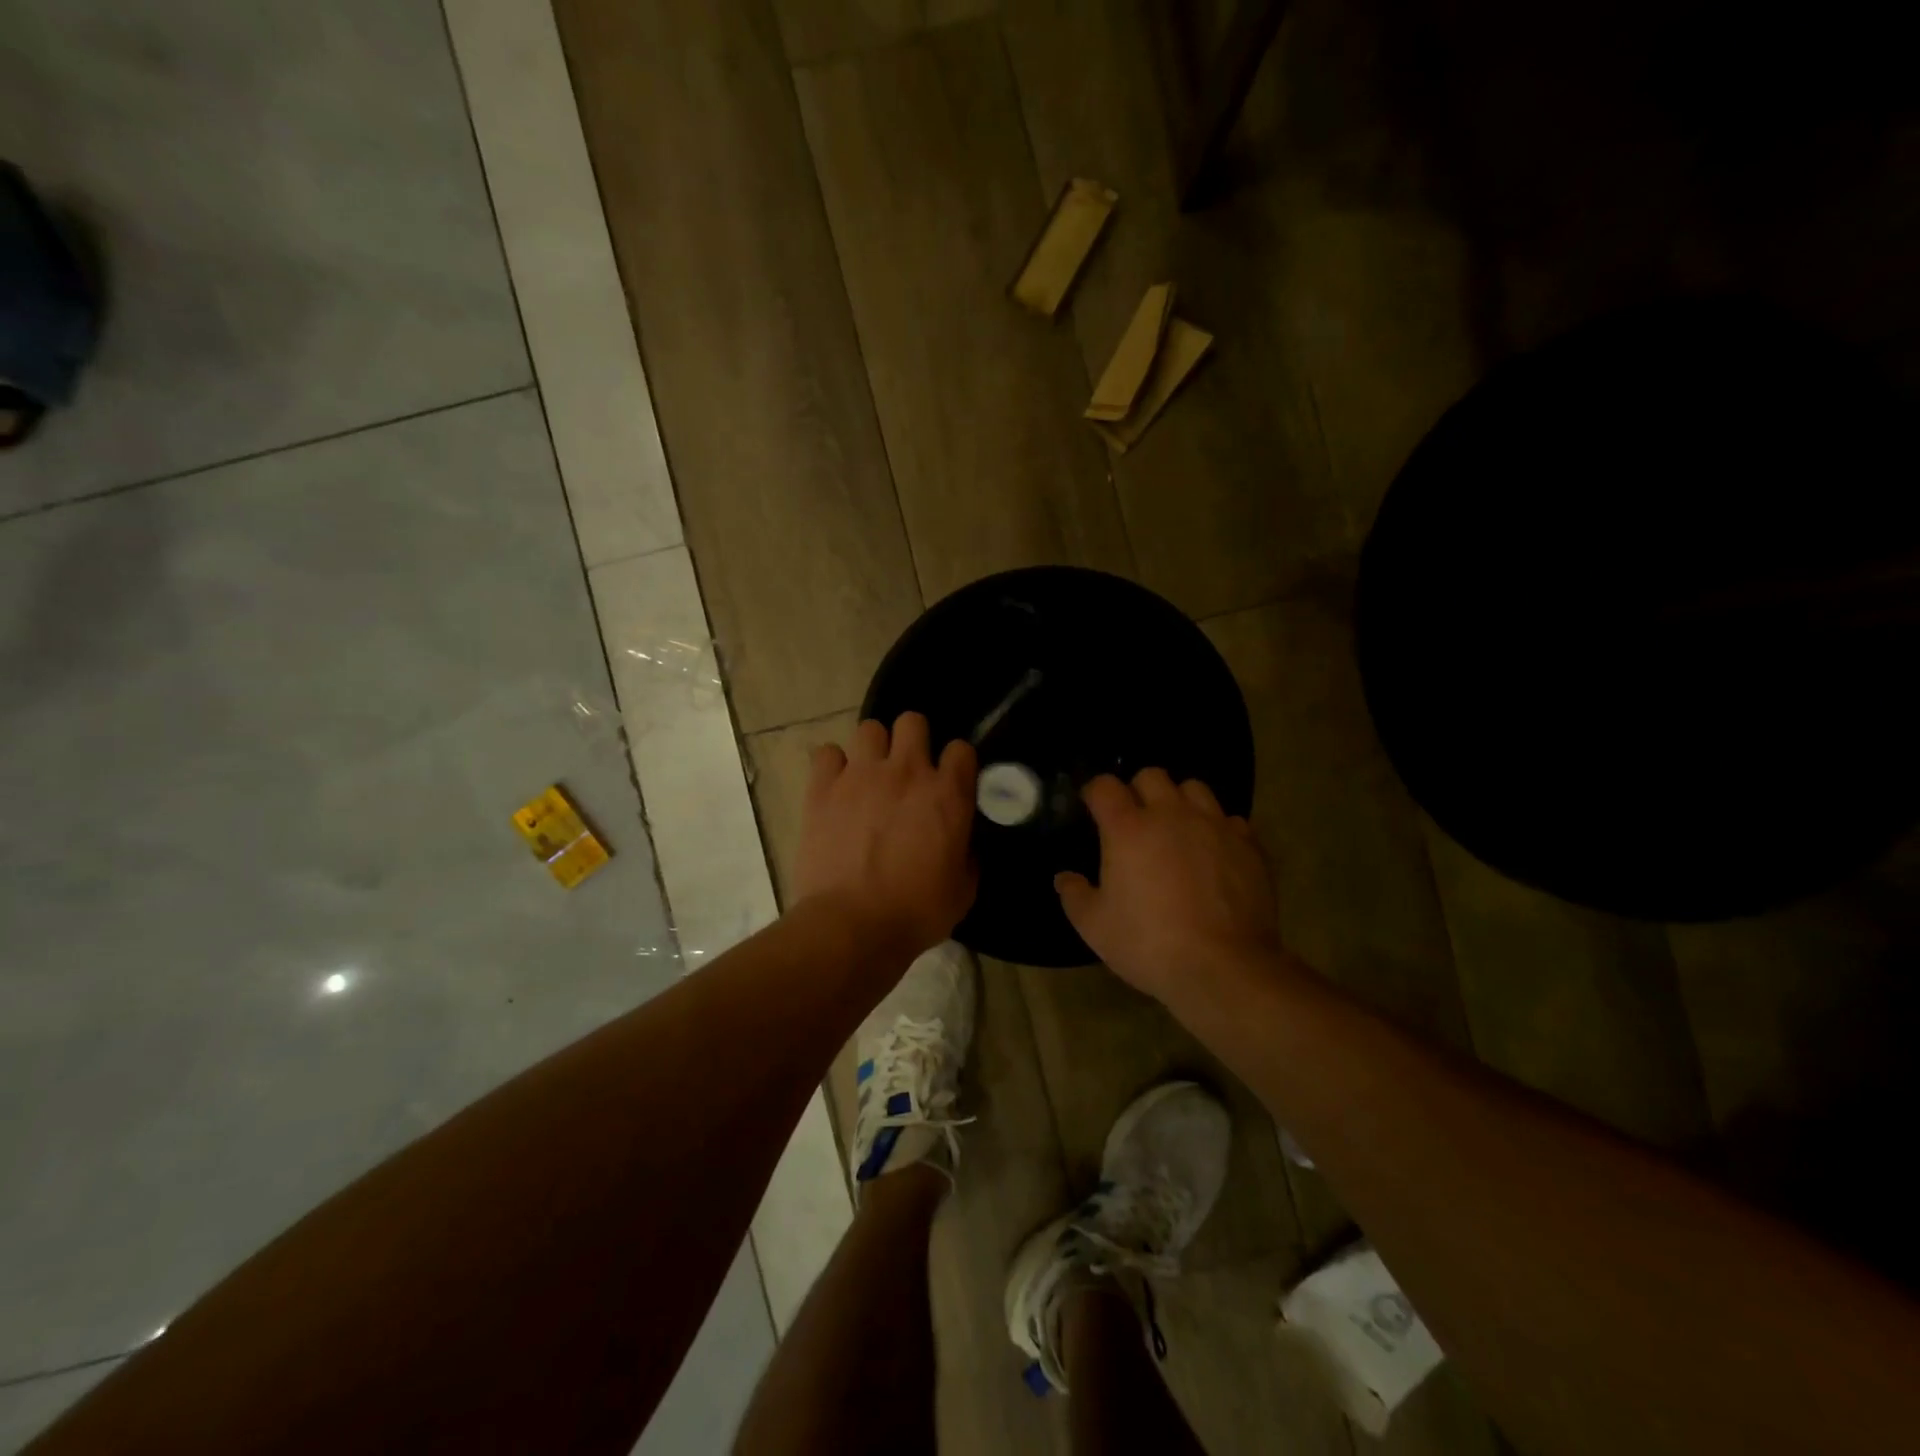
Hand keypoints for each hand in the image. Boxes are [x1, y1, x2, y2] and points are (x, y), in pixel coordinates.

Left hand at [792, 713, 978, 958]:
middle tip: (906, 770)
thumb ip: (967, 854)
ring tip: (868, 776)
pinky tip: (835, 787)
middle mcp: (907, 772)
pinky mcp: (823, 787)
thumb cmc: (916, 912)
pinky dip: (833, 766)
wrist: (853, 924)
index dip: (956, 763)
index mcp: (948, 794)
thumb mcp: (963, 889)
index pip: (961, 749)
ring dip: (873, 749)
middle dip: (913, 740)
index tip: (950, 780)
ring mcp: (861, 775)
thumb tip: (962, 843)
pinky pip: (827, 753)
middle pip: (912, 721)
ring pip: (869, 729)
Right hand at [1055, 769, 1282, 1006]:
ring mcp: (1214, 826)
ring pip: (1195, 788)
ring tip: (1177, 827)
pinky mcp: (1249, 845)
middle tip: (1135, 819)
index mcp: (1128, 828)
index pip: (1105, 786)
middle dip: (1138, 790)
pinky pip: (1230, 819)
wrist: (1223, 967)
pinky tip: (1213, 851)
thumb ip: (1074, 895)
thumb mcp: (1095, 927)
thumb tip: (1064, 878)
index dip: (1095, 792)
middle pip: (1152, 776)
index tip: (1092, 807)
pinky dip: (1218, 828)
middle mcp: (1171, 815)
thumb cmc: (1149, 943)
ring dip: (1180, 801)